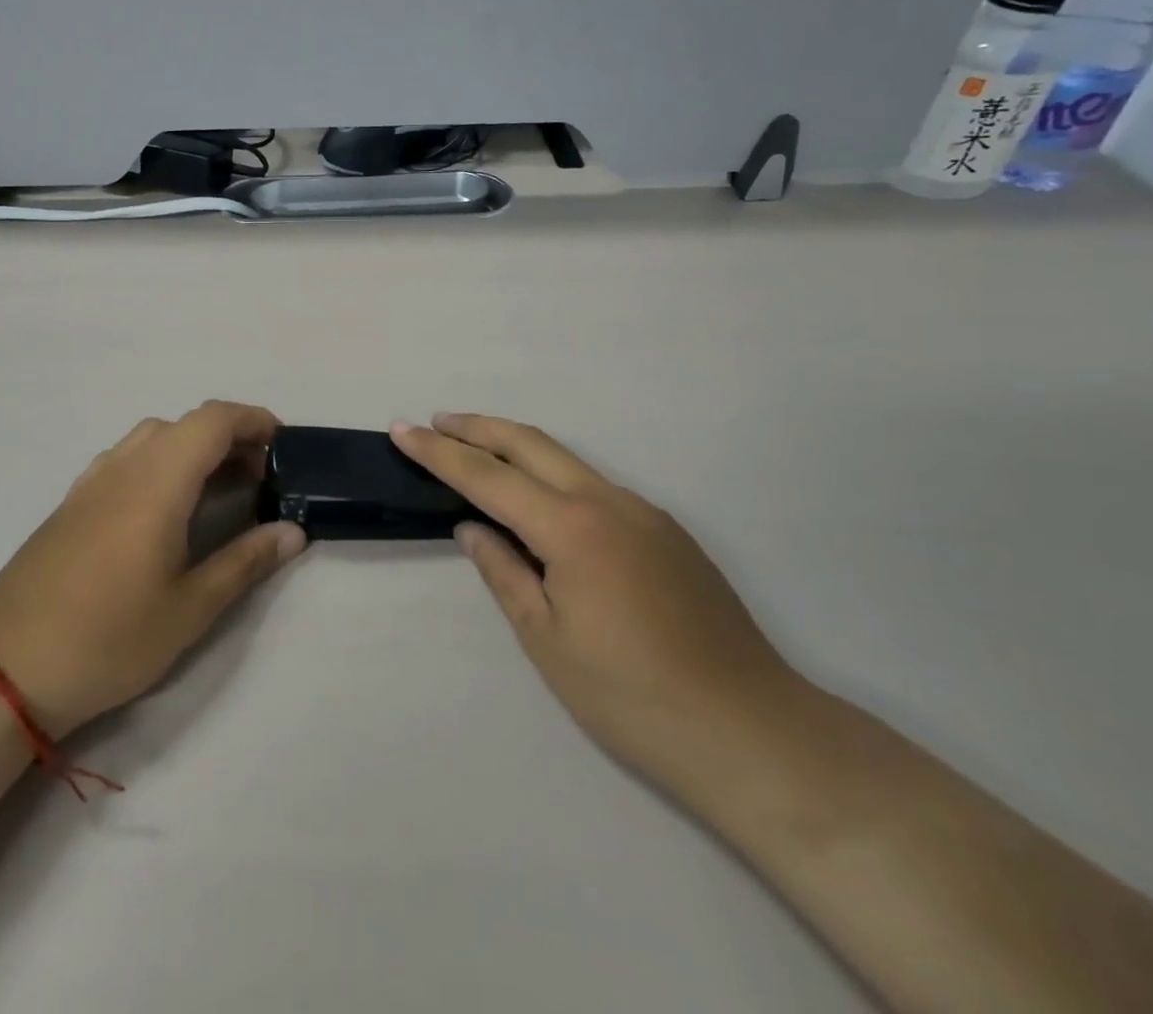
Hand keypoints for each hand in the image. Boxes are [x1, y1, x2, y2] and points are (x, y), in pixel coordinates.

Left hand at [0, 402, 307, 737]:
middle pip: (186, 424)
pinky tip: (163, 512)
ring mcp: (92, 482)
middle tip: (259, 480)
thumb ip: (246, 562)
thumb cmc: (108, 638)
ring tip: (216, 492)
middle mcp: (124, 466)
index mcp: (158, 480)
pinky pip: (127, 459)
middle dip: (230, 438)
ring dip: (193, 449)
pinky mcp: (71, 503)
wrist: (4, 670)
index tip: (282, 447)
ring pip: (153, 438)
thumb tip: (294, 532)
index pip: (213, 420)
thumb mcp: (190, 609)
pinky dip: (160, 463)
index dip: (254, 420)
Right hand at [391, 415, 800, 780]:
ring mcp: (644, 512)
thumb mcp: (548, 640)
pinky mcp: (667, 532)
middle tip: (436, 422)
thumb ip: (505, 573)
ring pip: (567, 460)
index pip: (488, 476)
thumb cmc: (631, 695)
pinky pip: (597, 487)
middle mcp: (608, 501)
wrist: (749, 730)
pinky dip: (555, 478)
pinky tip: (543, 505)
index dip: (440, 452)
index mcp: (571, 527)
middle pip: (531, 443)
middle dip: (478, 428)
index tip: (403, 429)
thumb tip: (472, 528)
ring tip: (479, 454)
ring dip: (517, 448)